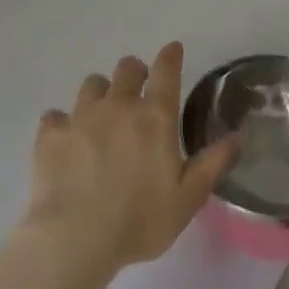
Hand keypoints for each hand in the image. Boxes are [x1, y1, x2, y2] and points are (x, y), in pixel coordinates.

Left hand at [26, 41, 237, 272]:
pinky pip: (56, 115)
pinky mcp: (51, 134)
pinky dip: (62, 123)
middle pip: (127, 68)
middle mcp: (119, 105)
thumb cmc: (139, 220)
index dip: (170, 56)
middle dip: (134, 73)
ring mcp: (82, 115)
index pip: (166, 71)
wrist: (75, 238)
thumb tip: (238, 136)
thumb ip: (212, 164)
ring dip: (100, 93)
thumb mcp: (187, 199)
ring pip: (92, 83)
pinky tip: (65, 139)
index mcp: (155, 117)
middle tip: (136, 92)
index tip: (173, 50)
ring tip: (101, 114)